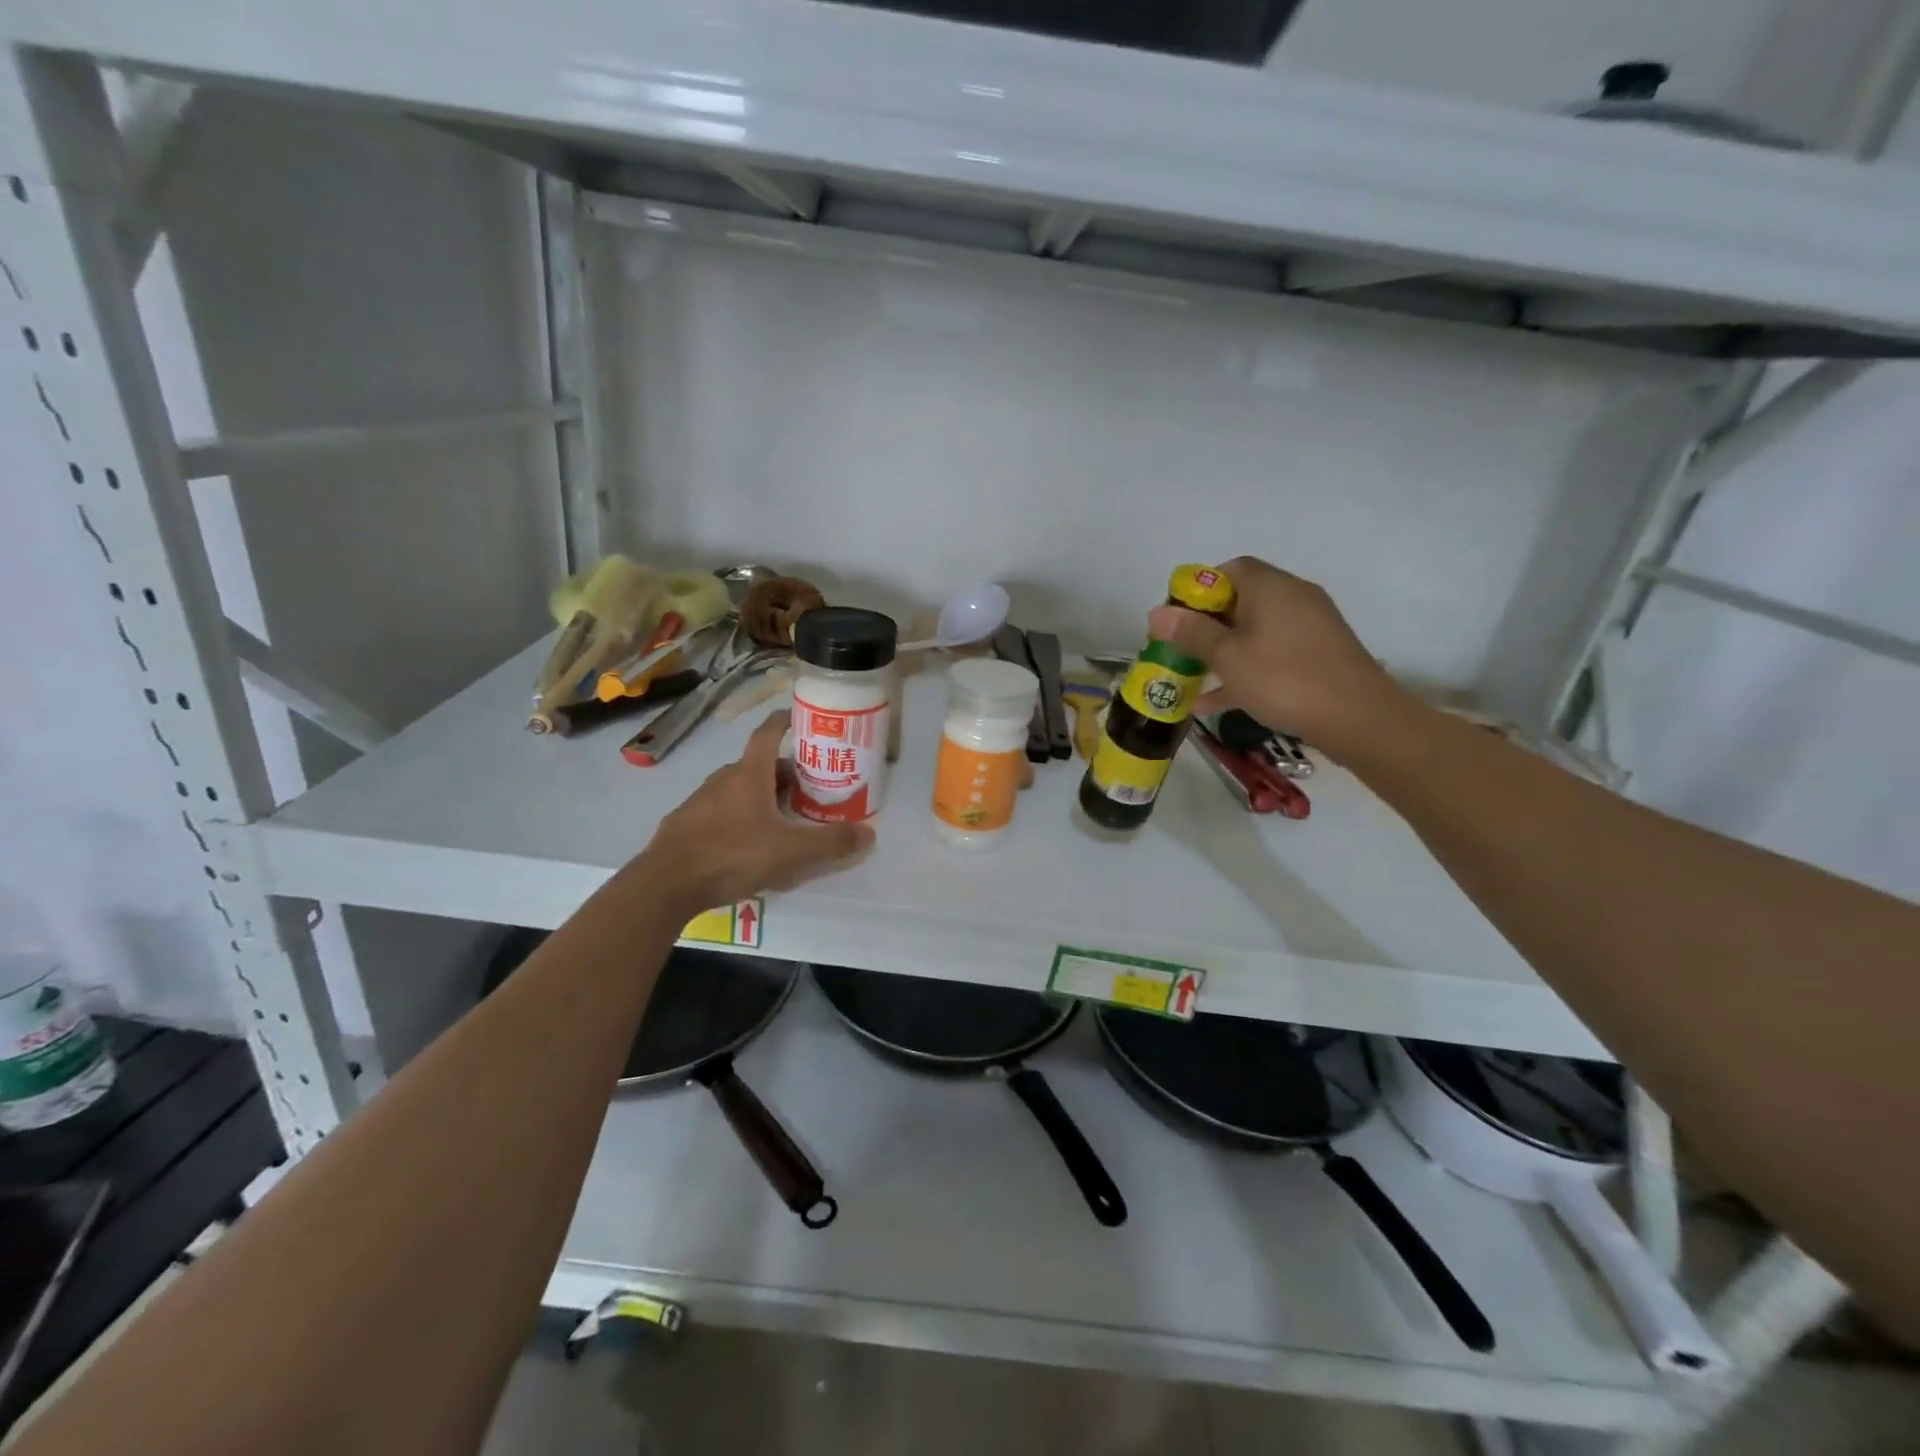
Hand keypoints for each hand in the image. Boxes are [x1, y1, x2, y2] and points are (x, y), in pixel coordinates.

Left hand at [637, 712, 873, 912]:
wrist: (665, 884)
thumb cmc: (732, 855)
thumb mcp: (790, 852)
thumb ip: (830, 843)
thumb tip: (870, 833)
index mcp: (749, 774)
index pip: (768, 733)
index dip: (785, 721)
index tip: (800, 717)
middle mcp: (723, 779)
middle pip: (758, 764)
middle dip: (785, 771)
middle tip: (809, 787)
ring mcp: (700, 801)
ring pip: (739, 788)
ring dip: (762, 795)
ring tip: (784, 817)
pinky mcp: (686, 824)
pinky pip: (721, 810)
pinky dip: (740, 815)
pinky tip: (749, 842)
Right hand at [1147, 556, 1406, 756]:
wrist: (1358, 718)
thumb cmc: (1284, 678)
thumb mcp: (1227, 657)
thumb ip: (1191, 633)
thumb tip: (1157, 612)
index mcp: (1270, 587)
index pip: (1229, 569)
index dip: (1198, 589)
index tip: (1176, 618)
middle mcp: (1292, 598)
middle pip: (1240, 601)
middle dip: (1205, 625)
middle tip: (1179, 650)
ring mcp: (1309, 628)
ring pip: (1254, 632)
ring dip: (1222, 652)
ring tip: (1190, 678)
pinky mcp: (1318, 656)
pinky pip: (1271, 654)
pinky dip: (1244, 670)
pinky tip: (1214, 703)